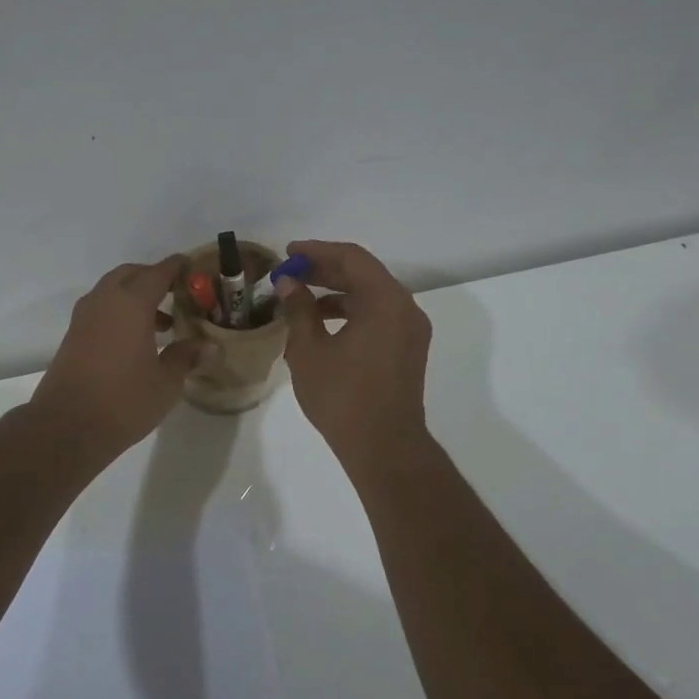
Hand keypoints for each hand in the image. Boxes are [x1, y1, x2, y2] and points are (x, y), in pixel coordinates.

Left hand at [28, 256, 208, 464]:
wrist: (66, 426)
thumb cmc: (124, 401)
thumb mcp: (165, 382)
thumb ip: (185, 357)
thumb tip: (208, 345)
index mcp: (130, 304)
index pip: (157, 273)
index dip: (175, 267)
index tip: (190, 265)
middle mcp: (104, 302)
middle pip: (129, 274)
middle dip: (152, 277)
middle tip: (176, 293)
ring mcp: (84, 318)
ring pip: (112, 291)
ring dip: (134, 296)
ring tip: (161, 324)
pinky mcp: (72, 336)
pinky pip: (100, 309)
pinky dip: (119, 312)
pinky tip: (135, 339)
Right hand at [277, 240, 432, 472]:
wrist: (384, 446)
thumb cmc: (342, 396)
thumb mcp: (309, 350)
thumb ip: (298, 309)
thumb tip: (288, 283)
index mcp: (385, 300)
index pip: (351, 258)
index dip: (316, 251)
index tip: (287, 253)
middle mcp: (405, 308)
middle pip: (364, 273)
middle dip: (325, 270)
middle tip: (290, 273)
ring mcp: (411, 330)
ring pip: (371, 296)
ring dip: (337, 292)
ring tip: (300, 300)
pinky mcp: (408, 349)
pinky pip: (379, 316)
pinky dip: (352, 312)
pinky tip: (323, 324)